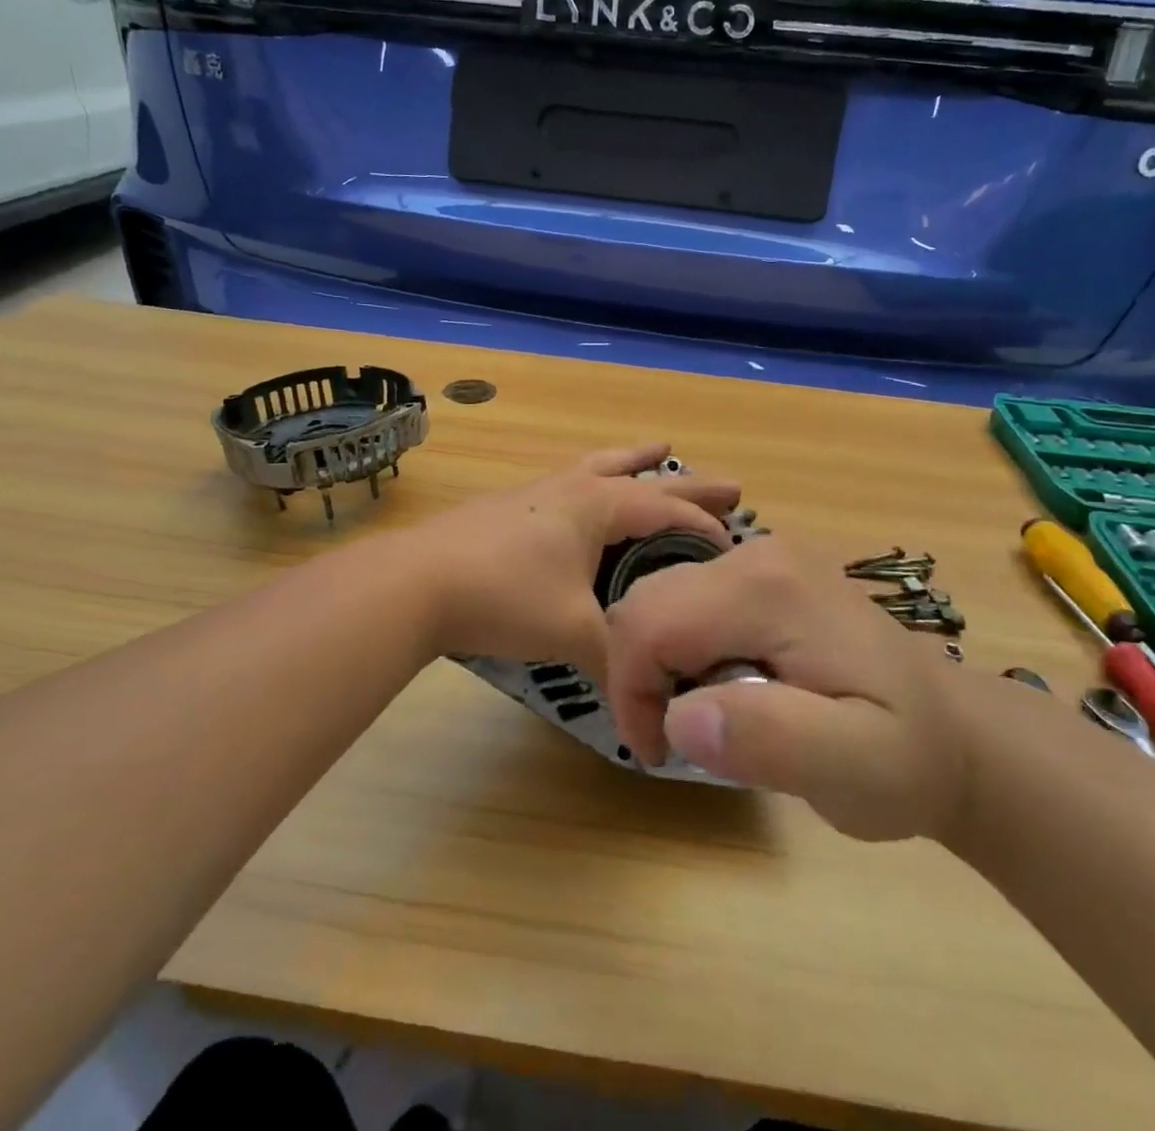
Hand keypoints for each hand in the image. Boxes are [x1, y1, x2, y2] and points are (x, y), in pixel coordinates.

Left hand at [410, 443, 739, 673]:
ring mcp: (538, 492)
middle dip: (689, 483)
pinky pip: (570, 484)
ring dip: (635, 462)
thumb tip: (646, 705)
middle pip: (644, 477)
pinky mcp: (510, 507)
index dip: (706, 529)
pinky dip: (596, 481)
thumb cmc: (504, 596)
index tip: (738, 547)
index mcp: (598, 504)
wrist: (416, 583)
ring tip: (658, 448)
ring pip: (600, 467)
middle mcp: (573, 487)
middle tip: (731, 483)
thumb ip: (617, 660)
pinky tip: (584, 493)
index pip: (668, 511)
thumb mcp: (572, 632)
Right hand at [603, 536, 970, 841]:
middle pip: (646, 600)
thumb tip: (680, 717)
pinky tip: (722, 686)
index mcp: (767, 590)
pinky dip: (678, 647)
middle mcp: (755, 554)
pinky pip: (687, 600)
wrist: (955, 728)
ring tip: (704, 718)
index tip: (660, 753)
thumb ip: (772, 739)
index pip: (650, 622)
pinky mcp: (763, 572)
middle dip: (638, 674)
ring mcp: (760, 557)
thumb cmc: (909, 756)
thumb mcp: (858, 769)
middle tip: (676, 740)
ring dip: (657, 663)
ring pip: (660, 598)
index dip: (632, 691)